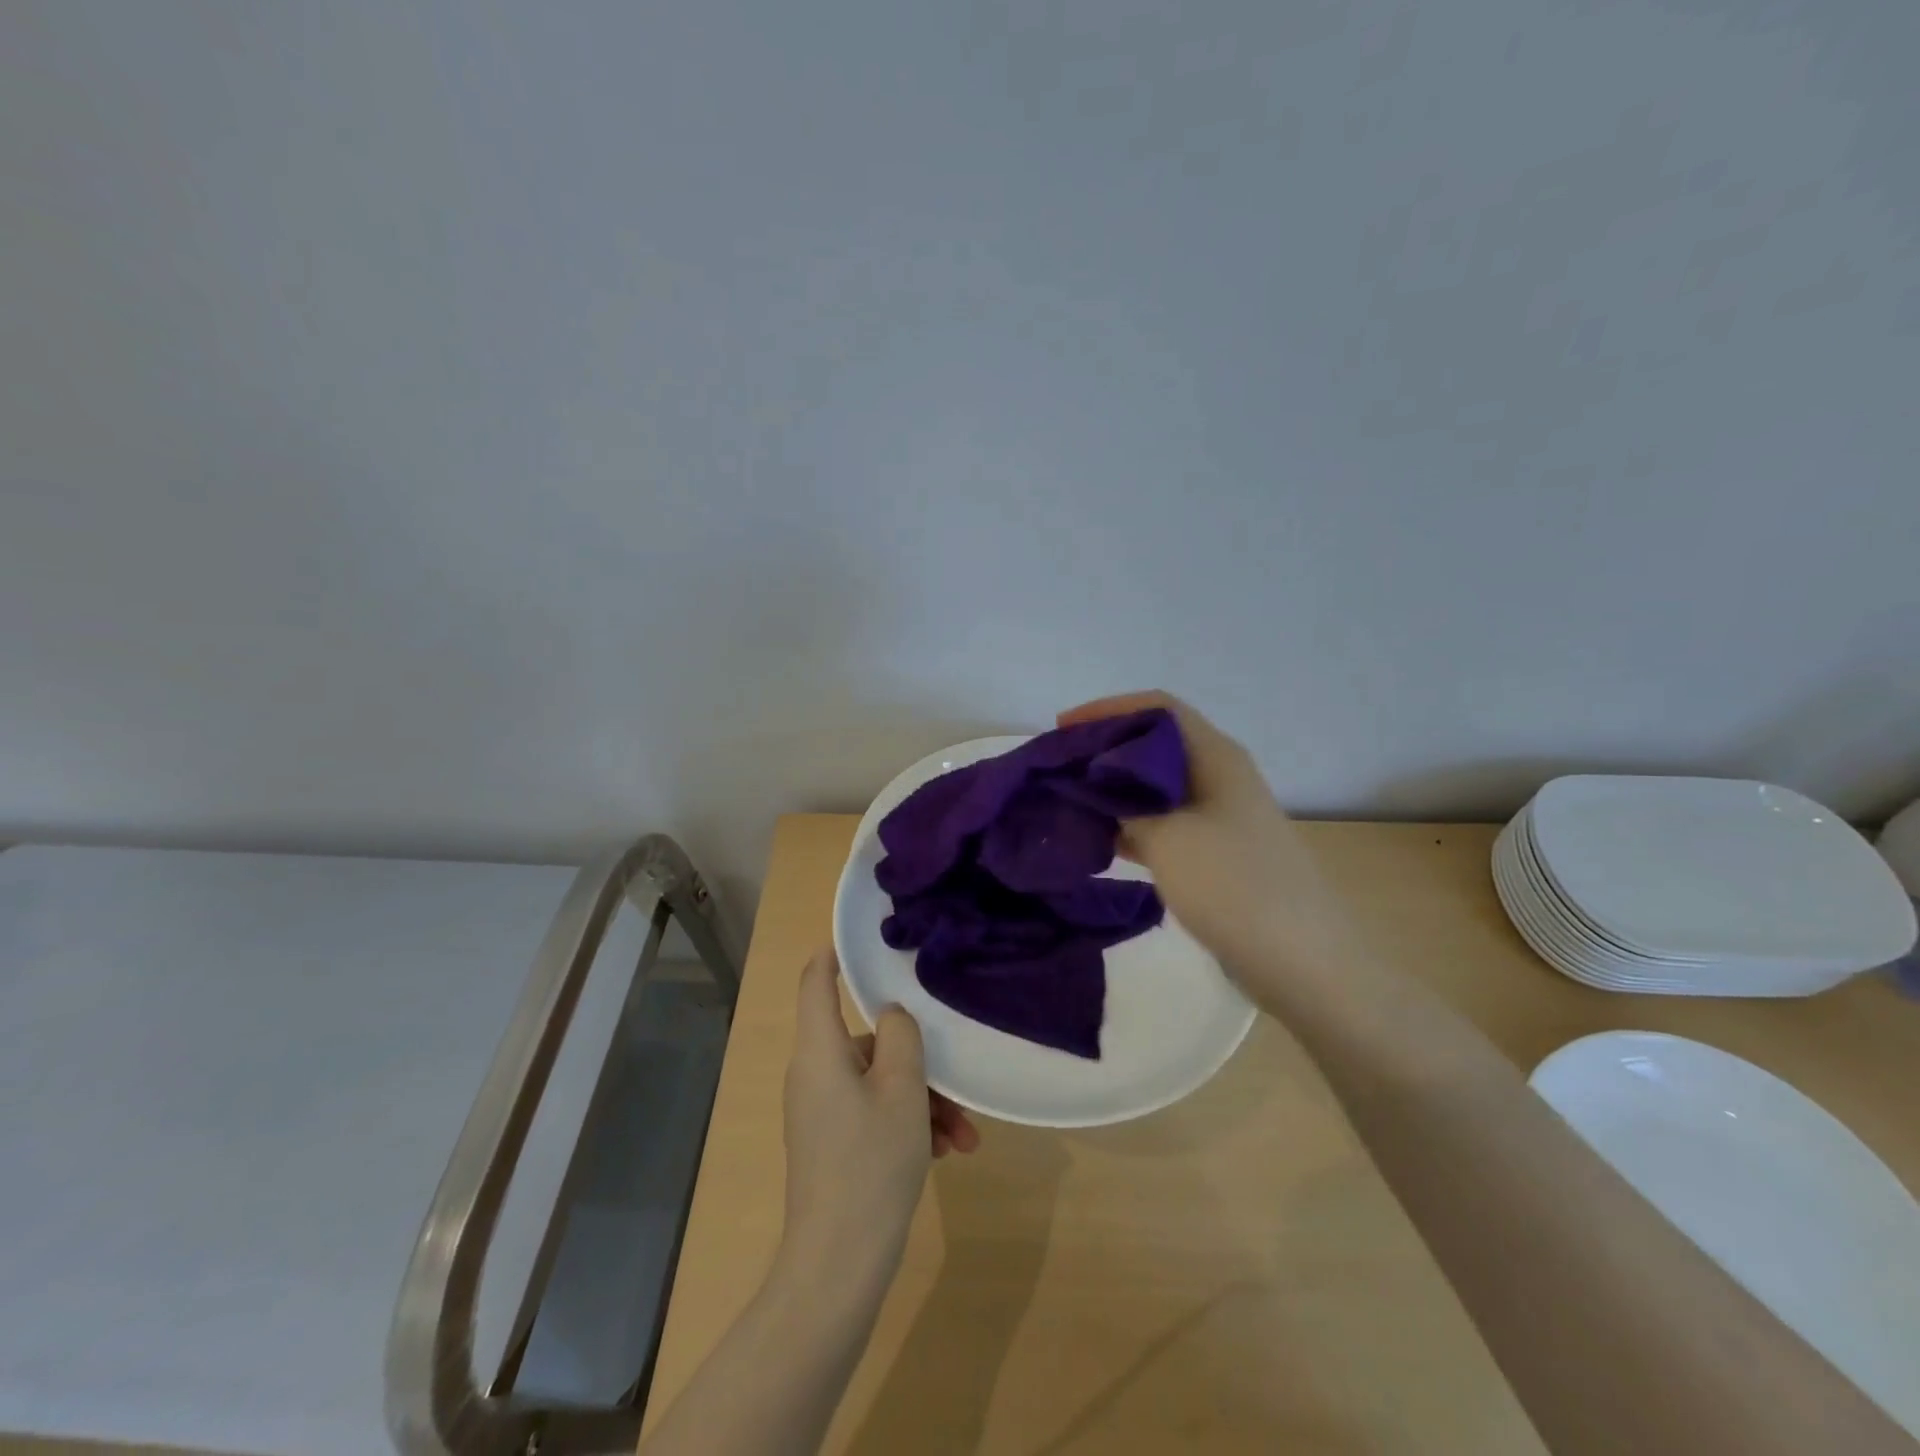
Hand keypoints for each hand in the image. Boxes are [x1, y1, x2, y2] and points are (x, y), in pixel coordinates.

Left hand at [779, 949, 978, 1295]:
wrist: (839, 1267)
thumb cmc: (870, 1162)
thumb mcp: (901, 1090)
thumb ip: (901, 1036)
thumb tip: (893, 1015)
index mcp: (820, 1052)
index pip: (816, 983)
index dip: (833, 955)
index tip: (861, 939)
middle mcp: (815, 1074)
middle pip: (866, 1041)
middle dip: (917, 1059)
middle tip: (956, 1085)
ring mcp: (823, 1112)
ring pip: (879, 1082)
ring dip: (924, 1100)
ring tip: (964, 1135)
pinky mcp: (834, 1144)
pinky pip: (875, 1114)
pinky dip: (910, 1124)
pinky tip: (950, 1153)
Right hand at [1058, 691, 1358, 987]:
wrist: (1301, 960)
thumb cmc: (1233, 884)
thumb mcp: (1167, 837)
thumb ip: (1122, 805)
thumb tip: (1090, 789)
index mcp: (1214, 756)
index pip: (1157, 708)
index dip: (1107, 709)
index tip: (1062, 729)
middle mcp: (1217, 777)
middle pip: (1152, 746)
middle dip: (1103, 751)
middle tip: (1056, 768)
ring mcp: (1217, 817)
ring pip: (1154, 788)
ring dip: (1111, 791)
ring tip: (1065, 802)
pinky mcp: (1212, 854)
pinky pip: (1162, 825)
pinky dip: (1128, 826)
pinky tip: (1096, 840)